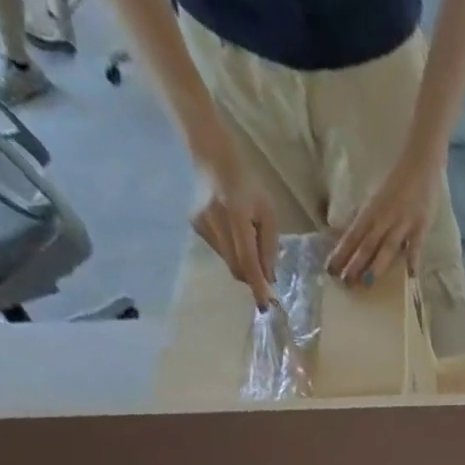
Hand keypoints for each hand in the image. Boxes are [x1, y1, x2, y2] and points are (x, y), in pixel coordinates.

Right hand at [190, 139, 277, 307]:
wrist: (213, 158)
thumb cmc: (248, 186)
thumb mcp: (268, 214)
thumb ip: (269, 247)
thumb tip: (268, 278)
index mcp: (237, 215)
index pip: (247, 259)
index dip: (257, 284)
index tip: (265, 305)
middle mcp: (216, 221)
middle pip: (237, 266)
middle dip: (252, 277)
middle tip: (265, 274)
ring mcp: (202, 224)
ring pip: (228, 261)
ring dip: (242, 262)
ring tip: (246, 238)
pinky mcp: (196, 225)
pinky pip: (220, 251)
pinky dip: (231, 251)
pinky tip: (232, 232)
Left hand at [327, 146, 440, 286]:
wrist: (420, 162)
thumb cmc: (397, 182)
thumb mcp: (376, 198)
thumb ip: (366, 218)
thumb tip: (348, 235)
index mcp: (370, 211)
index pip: (352, 235)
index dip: (341, 252)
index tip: (330, 269)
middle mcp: (384, 218)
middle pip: (366, 244)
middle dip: (355, 263)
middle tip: (345, 282)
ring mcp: (403, 222)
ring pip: (387, 246)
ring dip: (377, 265)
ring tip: (368, 282)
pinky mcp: (421, 225)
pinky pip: (416, 245)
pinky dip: (413, 259)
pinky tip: (410, 275)